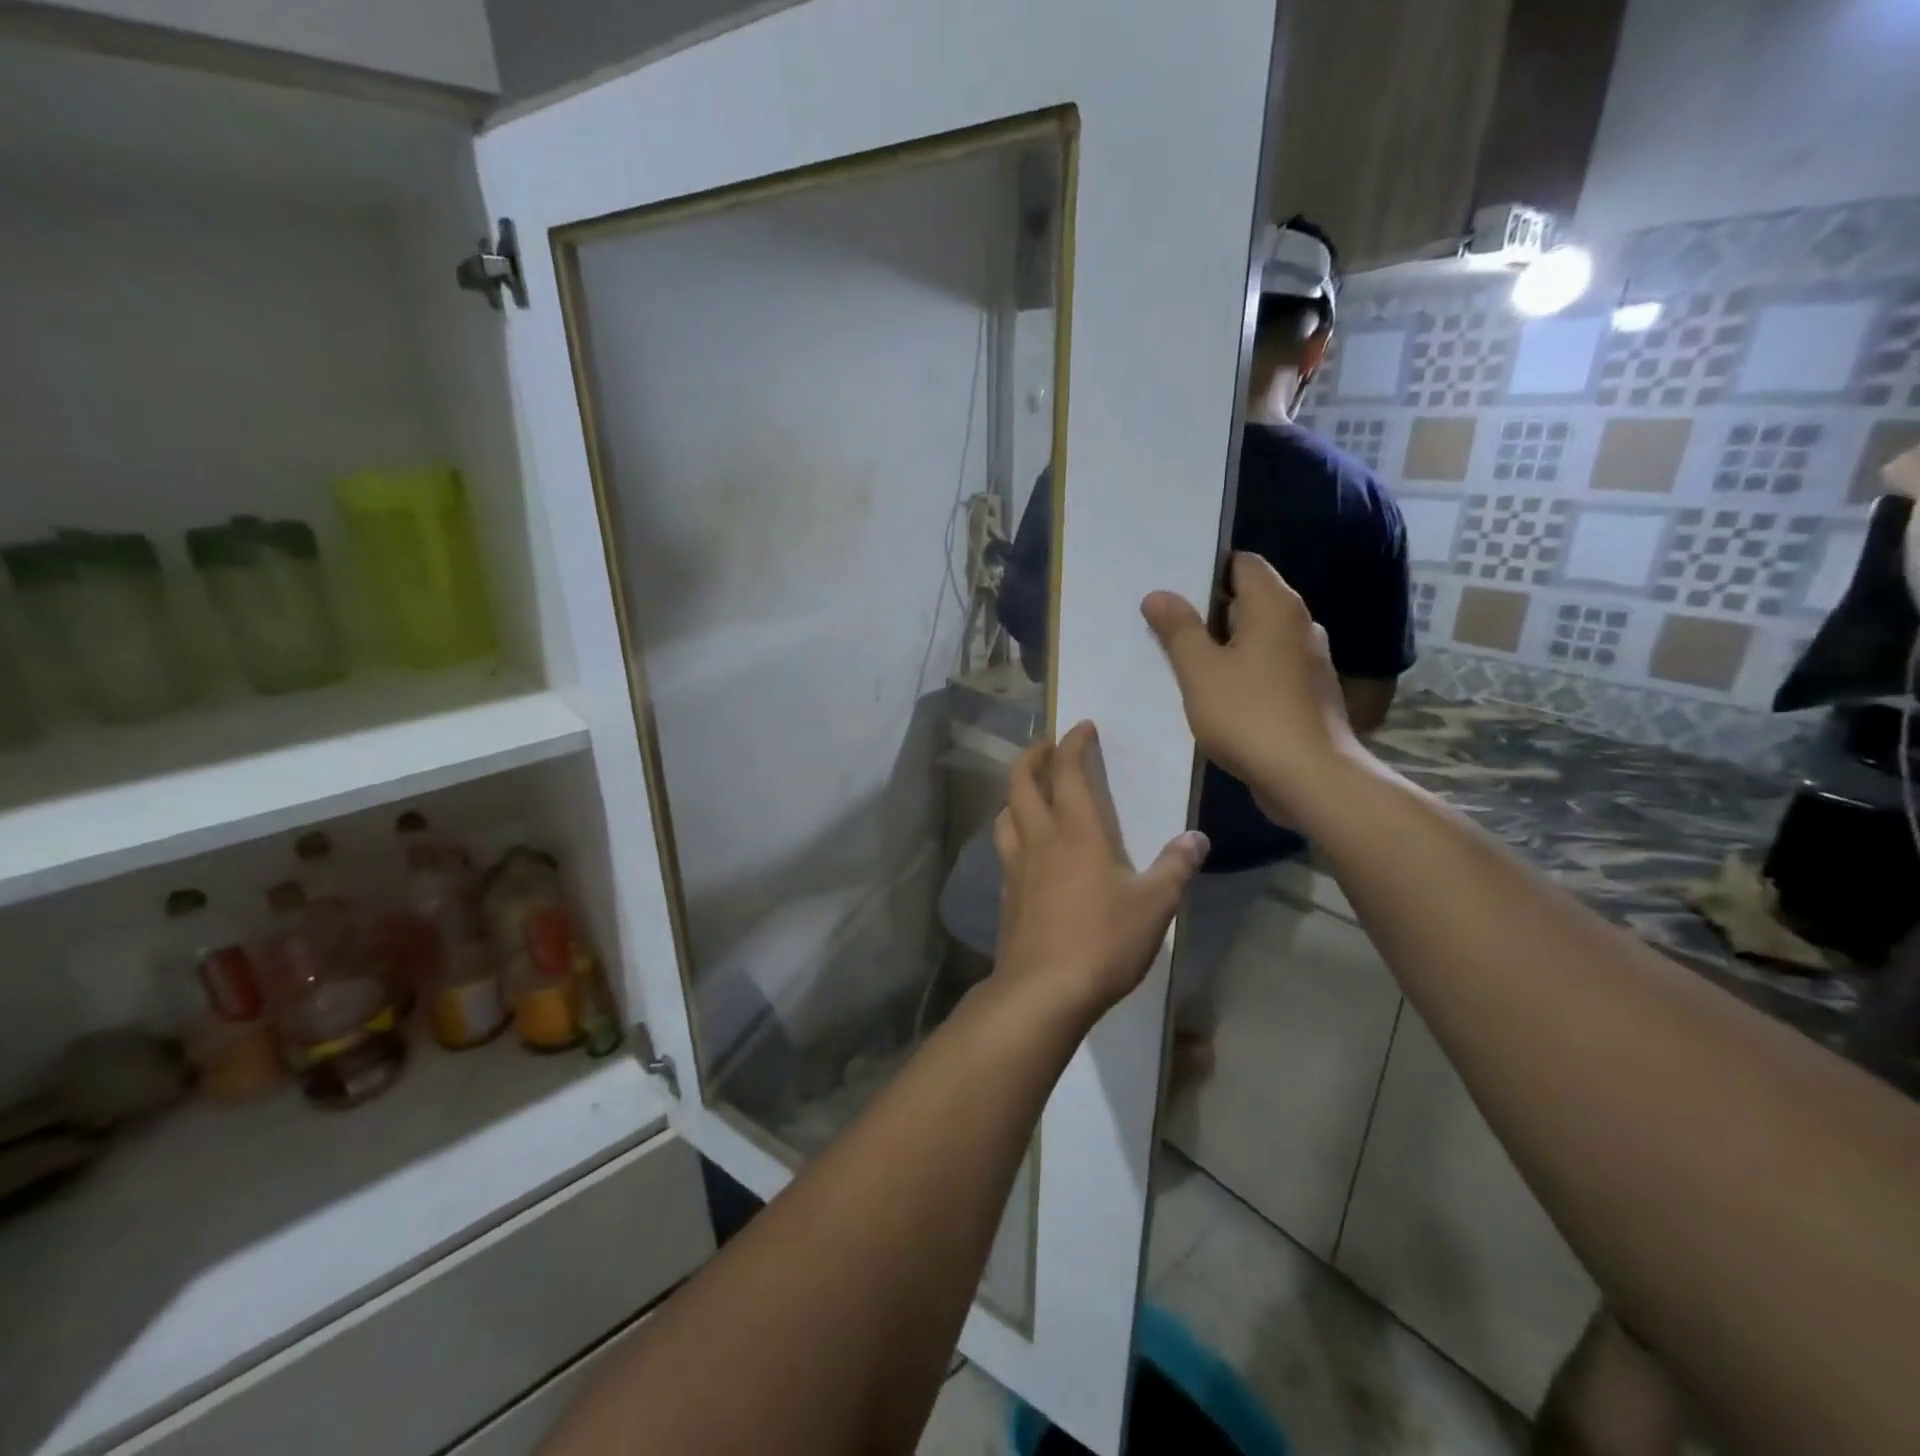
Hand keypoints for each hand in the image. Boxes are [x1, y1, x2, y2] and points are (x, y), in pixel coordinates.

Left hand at [992, 722, 1208, 1022]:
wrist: (1043, 990)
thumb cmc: (1103, 941)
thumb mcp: (1154, 906)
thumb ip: (1175, 868)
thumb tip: (1197, 838)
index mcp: (1076, 831)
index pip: (1067, 770)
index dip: (1073, 743)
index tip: (1082, 727)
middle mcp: (1039, 838)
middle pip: (1020, 781)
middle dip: (1032, 756)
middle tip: (1047, 748)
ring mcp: (1015, 866)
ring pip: (1005, 813)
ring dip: (1015, 793)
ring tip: (1032, 794)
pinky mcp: (1006, 894)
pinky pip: (1003, 848)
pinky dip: (1013, 832)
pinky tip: (1027, 850)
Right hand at [1140, 552, 1363, 823]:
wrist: (1311, 778)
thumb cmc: (1250, 715)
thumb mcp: (1200, 671)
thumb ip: (1178, 629)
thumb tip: (1158, 594)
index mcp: (1275, 606)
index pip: (1242, 563)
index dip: (1206, 570)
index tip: (1172, 590)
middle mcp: (1299, 624)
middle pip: (1248, 600)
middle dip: (1207, 612)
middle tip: (1165, 627)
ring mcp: (1308, 661)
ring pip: (1257, 638)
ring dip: (1223, 646)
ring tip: (1183, 664)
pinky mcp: (1308, 693)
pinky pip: (1268, 667)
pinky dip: (1242, 672)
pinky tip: (1216, 697)